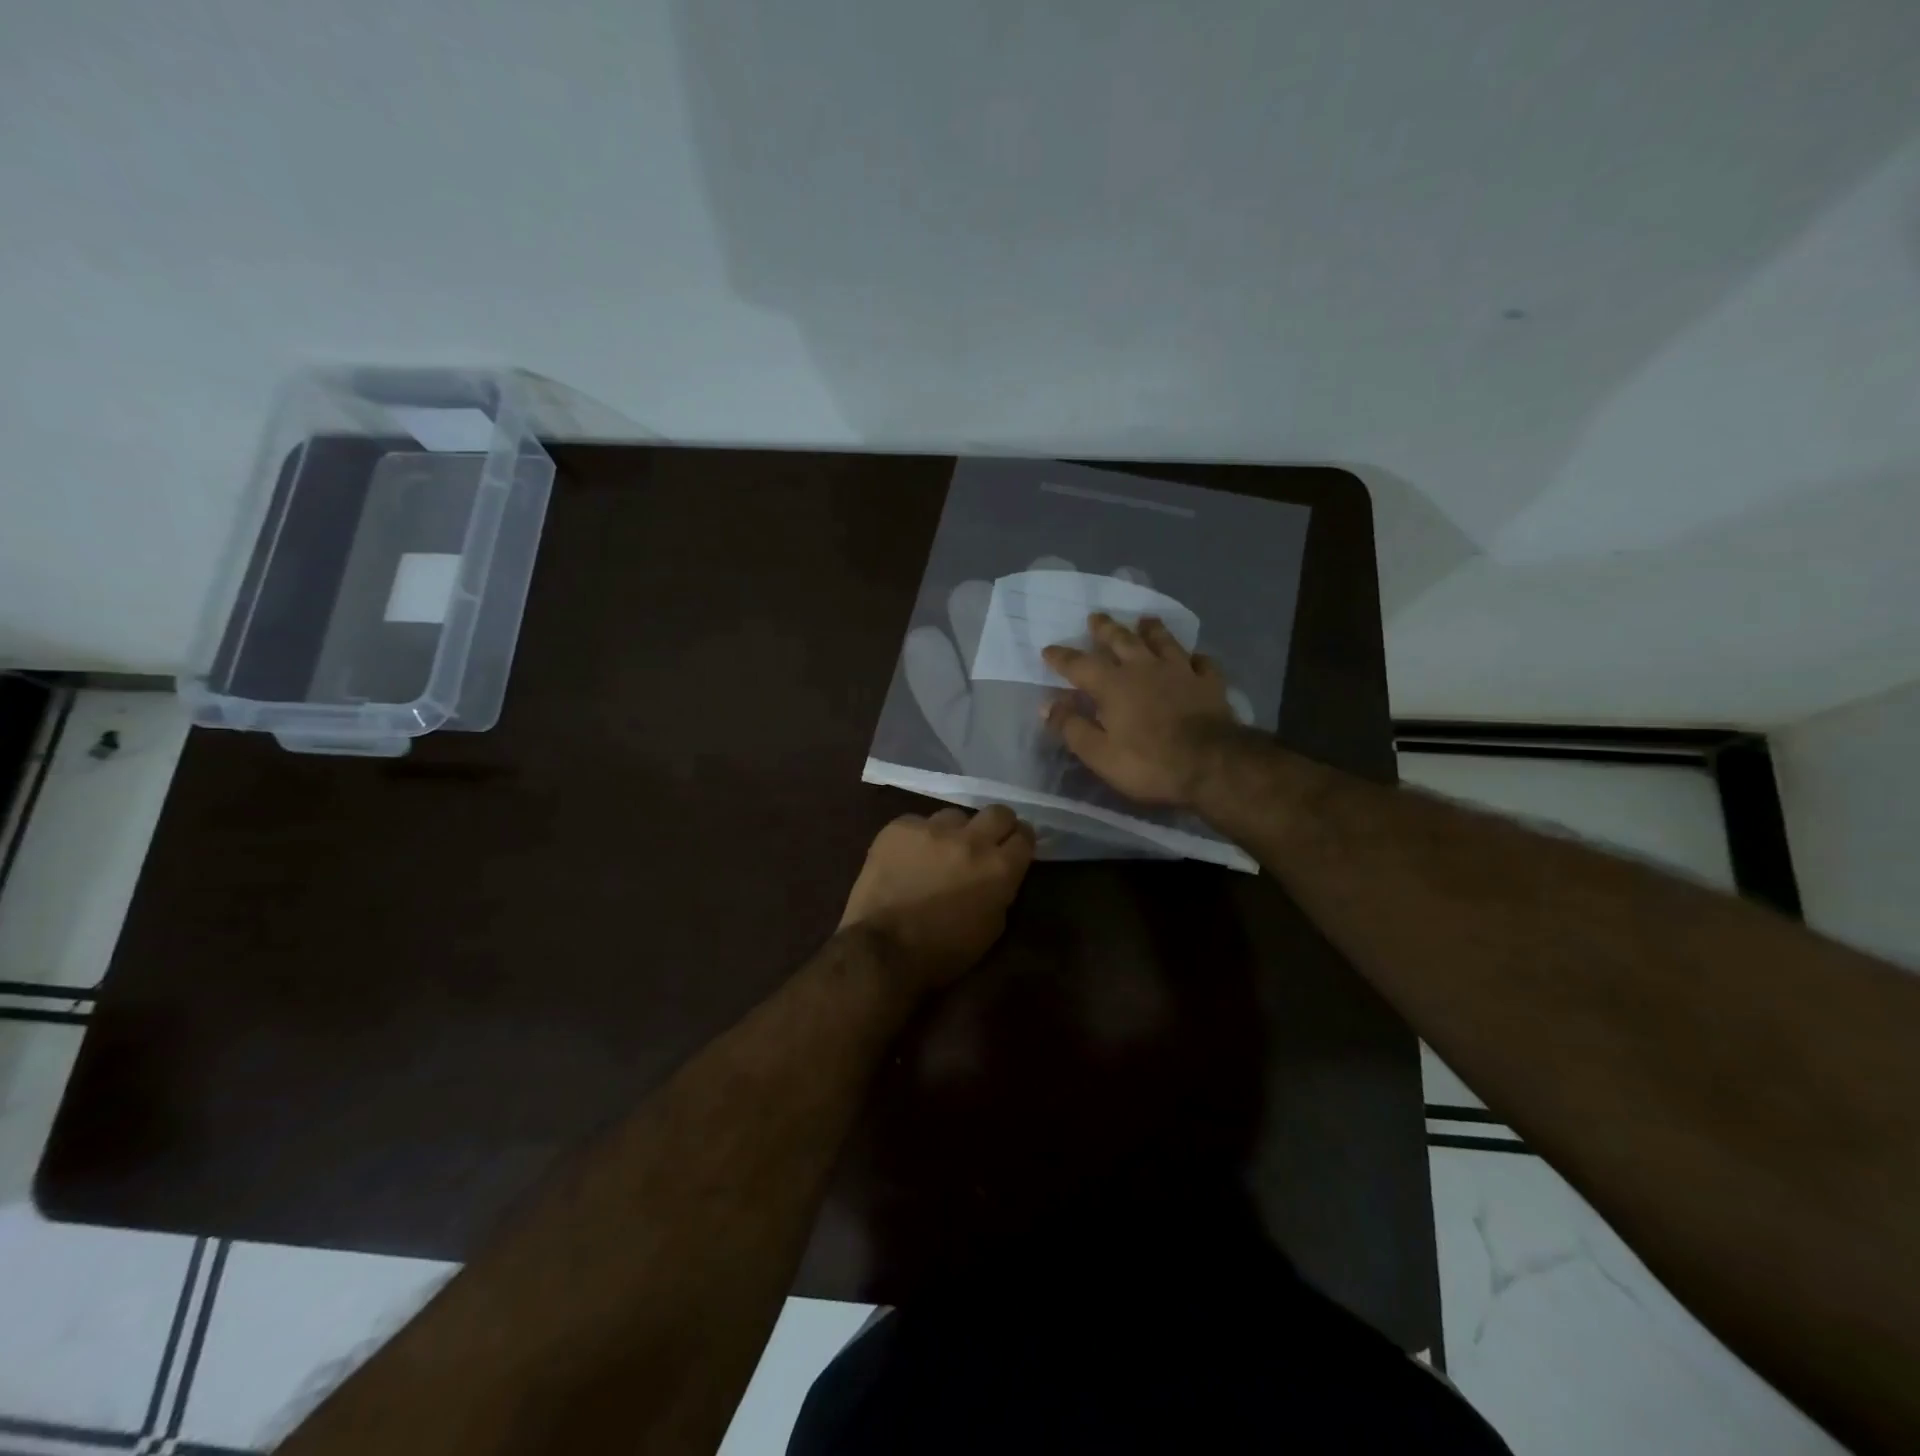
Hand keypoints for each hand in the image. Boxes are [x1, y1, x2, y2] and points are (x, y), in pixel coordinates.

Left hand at [839, 805, 1036, 989]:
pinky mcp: (900, 827)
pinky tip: (906, 858)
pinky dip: (917, 838)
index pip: (1024, 835)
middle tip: (985, 842)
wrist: (882, 949)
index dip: (1019, 842)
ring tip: (938, 852)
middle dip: (996, 825)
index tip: (1012, 850)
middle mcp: (972, 839)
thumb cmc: (943, 951)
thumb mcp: (991, 928)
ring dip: (952, 832)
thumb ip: (1001, 891)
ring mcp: (933, 828)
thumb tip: (999, 873)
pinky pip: (917, 823)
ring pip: (954, 816)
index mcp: (999, 868)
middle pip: (998, 812)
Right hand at [1041, 613, 1242, 807]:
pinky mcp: (1209, 682)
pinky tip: (1193, 657)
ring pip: (1163, 641)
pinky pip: (1201, 661)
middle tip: (1096, 617)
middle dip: (1105, 629)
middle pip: (1122, 640)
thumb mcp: (1099, 754)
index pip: (1079, 664)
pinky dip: (1194, 657)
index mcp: (1113, 685)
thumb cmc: (1148, 763)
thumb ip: (1072, 727)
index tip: (1048, 649)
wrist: (1211, 764)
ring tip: (1145, 620)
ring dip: (1151, 630)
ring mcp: (1180, 671)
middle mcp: (1144, 668)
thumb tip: (1048, 705)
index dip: (1062, 656)